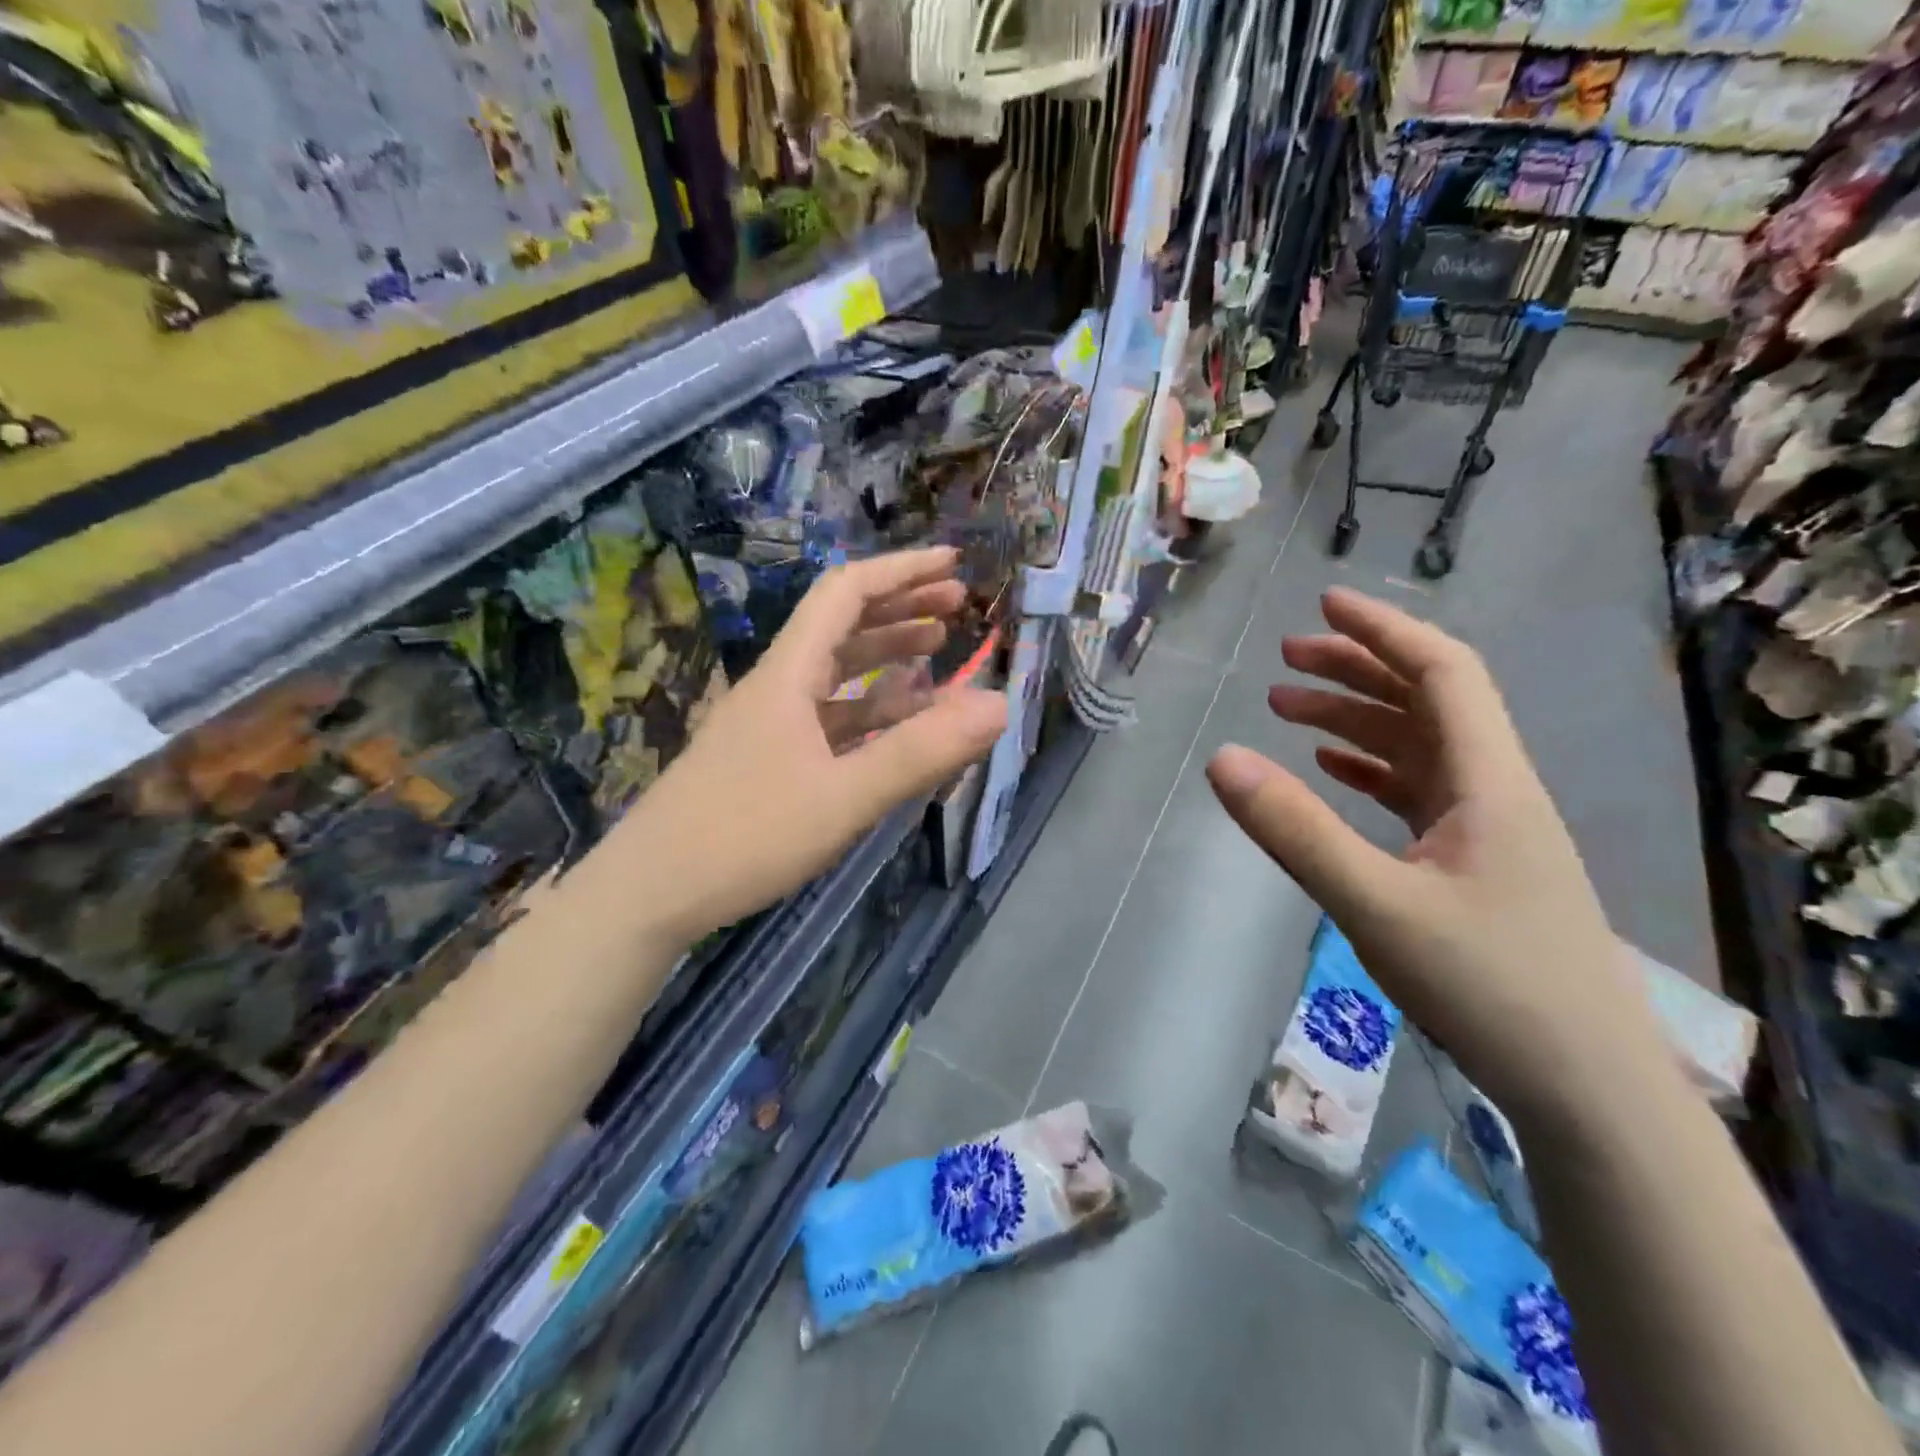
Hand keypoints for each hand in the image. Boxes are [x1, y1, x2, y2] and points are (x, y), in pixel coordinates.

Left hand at [613, 547, 1006, 944]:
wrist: (650, 892)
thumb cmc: (743, 836)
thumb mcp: (843, 797)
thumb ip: (921, 752)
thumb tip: (1000, 705)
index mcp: (789, 674)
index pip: (846, 593)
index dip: (902, 571)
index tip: (954, 564)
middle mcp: (778, 686)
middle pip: (842, 625)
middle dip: (901, 607)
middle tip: (956, 606)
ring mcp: (770, 724)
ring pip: (836, 673)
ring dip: (886, 655)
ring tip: (938, 651)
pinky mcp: (768, 759)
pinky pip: (829, 717)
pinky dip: (869, 709)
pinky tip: (897, 723)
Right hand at [1206, 588, 1670, 1125]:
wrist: (1588, 1089)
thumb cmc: (1491, 986)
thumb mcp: (1376, 905)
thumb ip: (1296, 830)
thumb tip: (1220, 759)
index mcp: (1488, 781)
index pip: (1443, 672)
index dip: (1384, 631)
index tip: (1324, 605)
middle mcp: (1494, 790)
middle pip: (1428, 702)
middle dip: (1356, 670)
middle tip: (1285, 661)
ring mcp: (1486, 830)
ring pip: (1418, 748)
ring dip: (1357, 720)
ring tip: (1287, 711)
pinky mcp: (1474, 865)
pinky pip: (1417, 793)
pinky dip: (1371, 768)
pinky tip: (1334, 770)